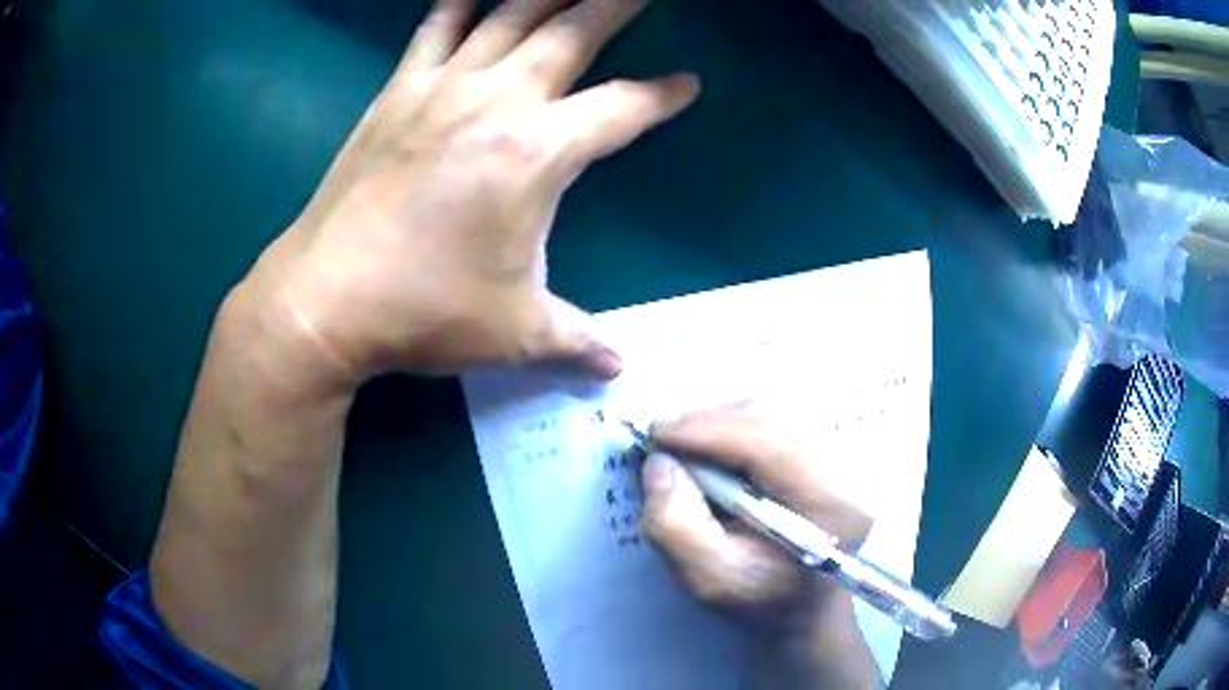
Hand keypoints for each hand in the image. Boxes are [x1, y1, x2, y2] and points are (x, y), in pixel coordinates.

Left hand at [242, 0, 698, 388]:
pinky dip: (457, 4)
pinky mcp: (397, 94)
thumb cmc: (424, 313)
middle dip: (614, 3)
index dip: (661, 97)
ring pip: (507, 15)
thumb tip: (617, 367)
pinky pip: (434, 30)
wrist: (323, 301)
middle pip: (571, 31)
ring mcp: (441, 89)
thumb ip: (576, 341)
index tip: (686, 85)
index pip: (622, 108)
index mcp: (537, 154)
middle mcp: (496, 101)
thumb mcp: (516, 333)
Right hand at [641, 406, 879, 688]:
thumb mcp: (711, 579)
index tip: (655, 433)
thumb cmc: (762, 600)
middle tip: (661, 438)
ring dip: (720, 421)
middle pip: (771, 419)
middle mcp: (844, 470)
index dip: (709, 432)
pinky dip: (735, 426)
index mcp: (829, 506)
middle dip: (708, 422)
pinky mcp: (824, 450)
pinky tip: (713, 447)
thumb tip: (659, 463)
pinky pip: (775, 421)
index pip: (770, 446)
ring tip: (683, 444)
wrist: (804, 604)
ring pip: (772, 414)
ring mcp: (838, 455)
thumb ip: (677, 527)